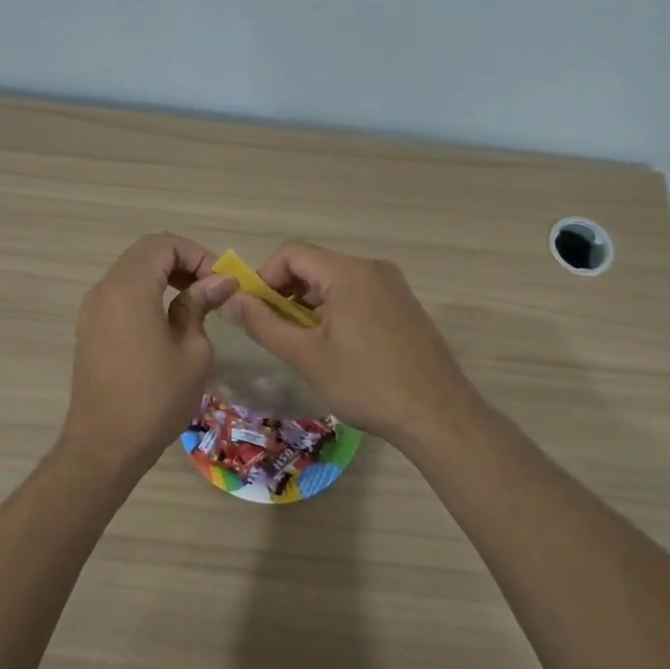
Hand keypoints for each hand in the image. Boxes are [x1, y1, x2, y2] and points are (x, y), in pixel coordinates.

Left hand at [58, 233, 236, 475]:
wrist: (104, 446)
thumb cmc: (155, 398)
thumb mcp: (192, 351)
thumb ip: (201, 306)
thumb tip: (219, 282)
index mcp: (129, 288)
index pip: (164, 244)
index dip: (197, 254)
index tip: (221, 282)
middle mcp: (104, 289)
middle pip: (145, 253)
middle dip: (182, 261)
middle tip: (211, 288)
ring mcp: (92, 309)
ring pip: (131, 271)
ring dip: (164, 276)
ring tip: (195, 303)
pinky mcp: (90, 328)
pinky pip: (120, 294)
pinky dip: (147, 293)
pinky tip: (169, 320)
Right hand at [225, 242, 476, 446]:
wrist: (438, 415)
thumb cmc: (366, 384)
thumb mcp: (306, 356)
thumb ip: (263, 324)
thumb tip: (231, 300)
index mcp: (348, 272)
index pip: (291, 253)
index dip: (264, 277)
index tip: (256, 313)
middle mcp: (372, 268)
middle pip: (314, 265)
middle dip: (286, 293)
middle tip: (276, 333)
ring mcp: (393, 286)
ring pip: (335, 281)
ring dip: (310, 305)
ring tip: (303, 345)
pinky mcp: (404, 305)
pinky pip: (358, 294)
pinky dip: (336, 311)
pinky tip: (336, 348)